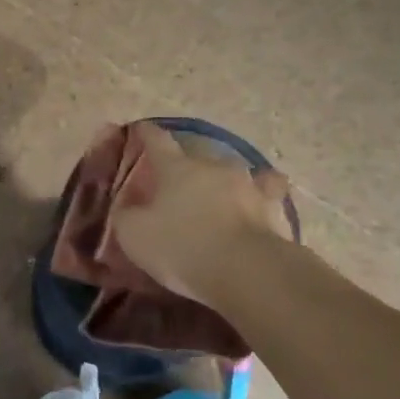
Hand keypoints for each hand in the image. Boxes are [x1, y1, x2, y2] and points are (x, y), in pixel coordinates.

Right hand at [108, 124, 292, 306]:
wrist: (246, 269)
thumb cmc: (181, 247)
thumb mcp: (134, 235)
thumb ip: (126, 215)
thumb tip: (126, 205)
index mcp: (176, 168)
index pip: (157, 141)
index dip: (147, 134)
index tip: (141, 128)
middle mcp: (213, 167)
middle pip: (197, 156)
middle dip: (186, 165)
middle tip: (178, 179)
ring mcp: (248, 184)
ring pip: (232, 172)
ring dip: (222, 180)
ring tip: (219, 191)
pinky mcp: (273, 208)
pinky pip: (266, 193)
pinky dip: (260, 195)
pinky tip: (260, 201)